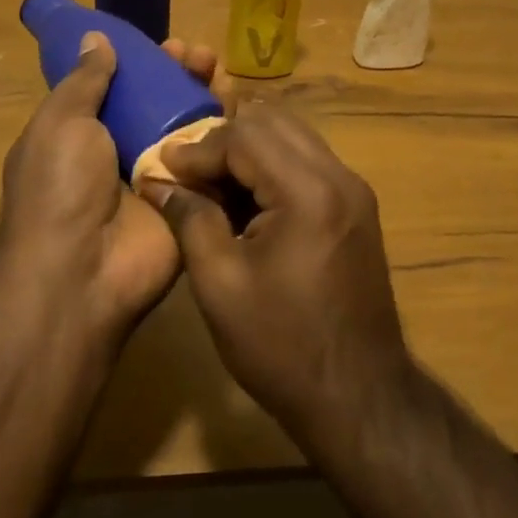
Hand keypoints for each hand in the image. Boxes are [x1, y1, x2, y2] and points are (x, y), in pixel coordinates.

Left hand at [0, 32, 223, 341]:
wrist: (81, 272)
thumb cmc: (60, 188)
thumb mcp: (60, 123)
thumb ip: (85, 81)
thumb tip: (95, 38)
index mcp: (88, 133)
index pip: (126, 87)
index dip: (148, 63)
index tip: (170, 44)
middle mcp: (126, 152)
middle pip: (164, 102)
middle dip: (185, 74)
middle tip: (204, 56)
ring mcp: (162, 178)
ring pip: (193, 127)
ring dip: (210, 96)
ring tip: (224, 75)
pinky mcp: (192, 201)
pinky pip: (214, 162)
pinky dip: (229, 136)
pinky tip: (242, 111)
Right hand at [141, 105, 414, 447]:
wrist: (358, 394)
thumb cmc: (281, 346)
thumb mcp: (220, 285)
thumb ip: (190, 220)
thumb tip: (159, 182)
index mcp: (308, 191)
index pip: (245, 137)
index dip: (198, 149)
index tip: (163, 166)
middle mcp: (339, 175)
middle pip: (274, 122)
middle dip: (225, 139)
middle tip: (188, 171)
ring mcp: (354, 188)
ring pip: (294, 135)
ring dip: (250, 149)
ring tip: (212, 182)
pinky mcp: (357, 205)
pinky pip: (309, 161)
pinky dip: (274, 165)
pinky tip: (246, 198)